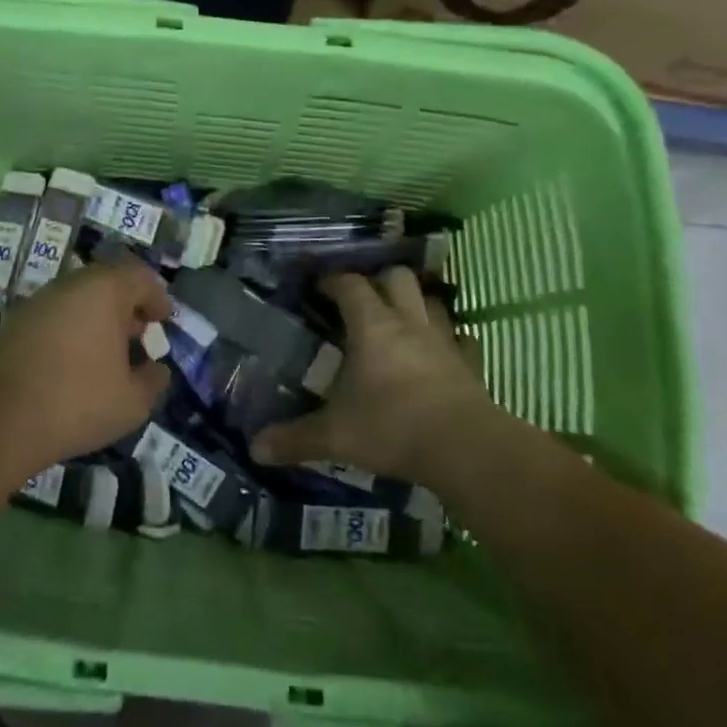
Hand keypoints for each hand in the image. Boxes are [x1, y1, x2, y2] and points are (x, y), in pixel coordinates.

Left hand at [0, 257, 172, 471]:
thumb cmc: (76, 402)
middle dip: (128, 306)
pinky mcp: (15, 322)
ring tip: (108, 352)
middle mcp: (71, 285)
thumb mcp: (132, 402)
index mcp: (105, 290)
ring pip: (79, 298)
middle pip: (108, 283)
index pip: (141, 278)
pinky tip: (75, 362)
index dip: (157, 298)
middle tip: (138, 335)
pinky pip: (56, 315)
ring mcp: (39, 301)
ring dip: (98, 318)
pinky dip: (72, 329)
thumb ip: (153, 380)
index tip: (164, 321)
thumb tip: (156, 369)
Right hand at [250, 267, 496, 482]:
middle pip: (397, 277)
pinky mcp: (471, 365)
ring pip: (433, 302)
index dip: (333, 281)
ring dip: (416, 304)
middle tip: (362, 300)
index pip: (351, 285)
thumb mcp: (335, 436)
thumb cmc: (392, 428)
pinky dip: (452, 340)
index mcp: (372, 327)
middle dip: (379, 280)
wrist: (464, 448)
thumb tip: (255, 448)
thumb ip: (295, 439)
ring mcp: (444, 341)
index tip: (319, 287)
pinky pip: (463, 340)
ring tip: (401, 320)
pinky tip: (442, 353)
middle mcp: (409, 323)